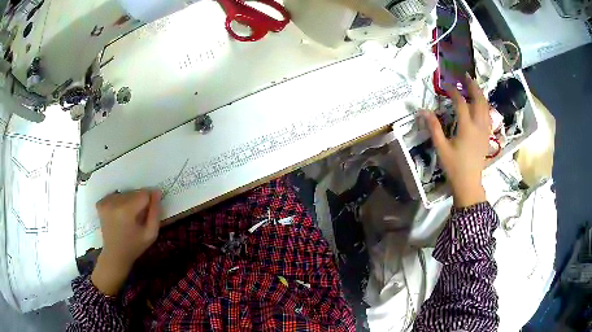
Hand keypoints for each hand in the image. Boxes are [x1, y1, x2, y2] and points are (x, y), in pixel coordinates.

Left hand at [91, 189, 161, 295]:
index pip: (143, 194)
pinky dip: (119, 202)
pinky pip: (115, 195)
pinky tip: (119, 214)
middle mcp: (114, 202)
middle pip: (133, 192)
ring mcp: (105, 202)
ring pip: (125, 193)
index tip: (148, 213)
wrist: (114, 255)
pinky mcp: (100, 203)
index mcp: (126, 210)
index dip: (149, 202)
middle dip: (139, 201)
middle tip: (138, 218)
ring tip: (129, 217)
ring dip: (129, 201)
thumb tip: (157, 192)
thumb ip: (155, 213)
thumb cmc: (134, 246)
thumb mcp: (151, 234)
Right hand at [423, 75, 490, 207]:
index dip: (454, 92)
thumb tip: (423, 111)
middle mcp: (478, 126)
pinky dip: (484, 105)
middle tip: (466, 76)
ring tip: (474, 85)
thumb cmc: (454, 167)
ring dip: (480, 94)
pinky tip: (481, 104)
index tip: (446, 86)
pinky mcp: (487, 136)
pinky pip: (488, 116)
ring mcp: (485, 131)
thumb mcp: (441, 148)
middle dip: (473, 86)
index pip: (461, 103)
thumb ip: (434, 128)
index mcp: (466, 128)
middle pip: (479, 100)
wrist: (469, 184)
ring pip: (486, 107)